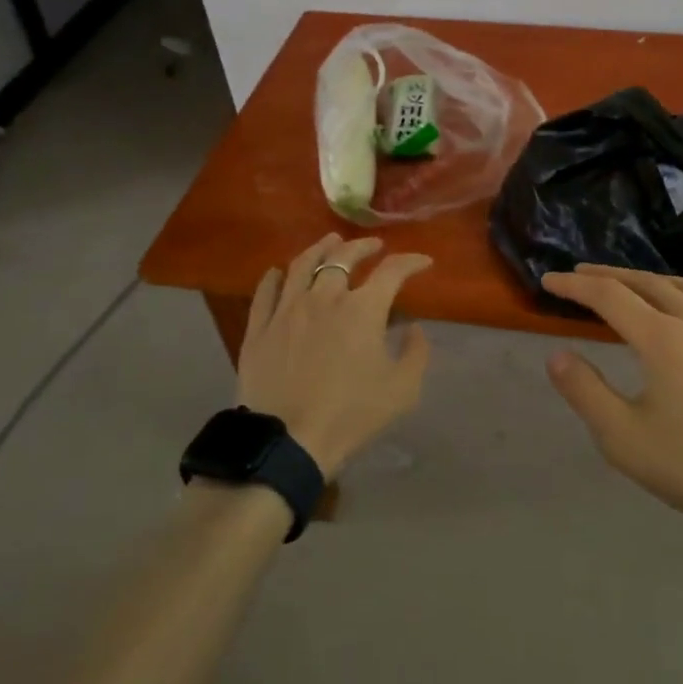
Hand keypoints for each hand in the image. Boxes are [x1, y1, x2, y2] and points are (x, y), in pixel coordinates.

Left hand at [236, 233, 432, 478]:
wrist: (288, 442)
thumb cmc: (351, 416)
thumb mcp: (402, 390)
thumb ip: (416, 353)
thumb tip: (412, 328)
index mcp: (363, 309)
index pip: (392, 271)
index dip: (411, 262)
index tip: (423, 262)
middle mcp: (324, 298)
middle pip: (344, 257)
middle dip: (364, 247)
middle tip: (375, 246)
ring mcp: (287, 310)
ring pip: (302, 265)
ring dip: (320, 248)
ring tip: (330, 241)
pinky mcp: (259, 328)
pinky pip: (265, 291)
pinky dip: (275, 276)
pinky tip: (279, 272)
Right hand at [542, 265, 682, 537]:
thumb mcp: (625, 438)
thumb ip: (586, 392)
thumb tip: (558, 355)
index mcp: (663, 338)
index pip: (610, 296)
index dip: (575, 286)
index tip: (549, 281)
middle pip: (646, 281)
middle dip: (608, 274)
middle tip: (580, 274)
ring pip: (681, 286)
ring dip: (646, 278)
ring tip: (627, 284)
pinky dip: (677, 292)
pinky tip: (679, 314)